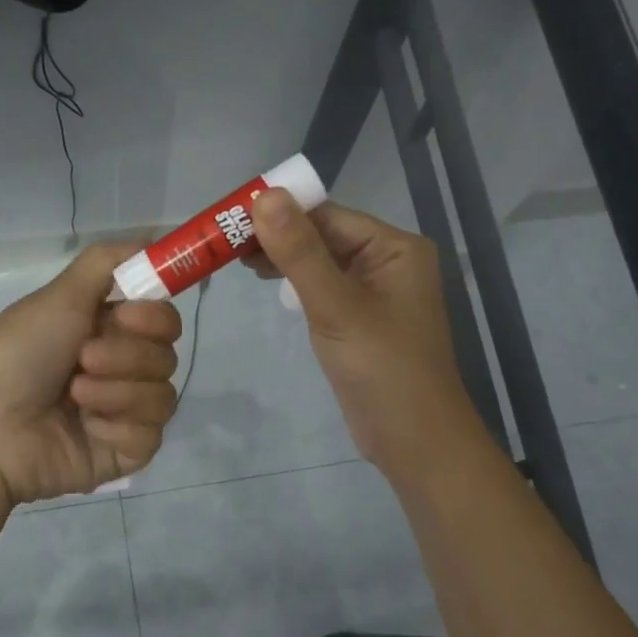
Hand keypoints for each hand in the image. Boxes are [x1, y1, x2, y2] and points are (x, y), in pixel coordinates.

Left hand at [0, 243, 182, 504]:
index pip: (162, 320)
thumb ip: (107, 263)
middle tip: (83, 358)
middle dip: (127, 355)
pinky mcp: (124, 453)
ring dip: (118, 390)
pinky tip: (86, 427)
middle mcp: (118, 370)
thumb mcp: (58, 297)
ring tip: (74, 396)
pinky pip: (150, 433)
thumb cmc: (15, 355)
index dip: (154, 316)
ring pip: (163, 395)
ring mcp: (123, 414)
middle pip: (166, 356)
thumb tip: (153, 238)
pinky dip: (118, 425)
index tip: (127, 315)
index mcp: (104, 332)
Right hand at [247, 191, 486, 477]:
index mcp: (395, 248)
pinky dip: (296, 283)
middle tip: (224, 242)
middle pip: (324, 235)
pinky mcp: (361, 319)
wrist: (413, 440)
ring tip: (236, 259)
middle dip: (278, 236)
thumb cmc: (381, 368)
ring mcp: (375, 292)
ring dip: (283, 259)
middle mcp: (388, 262)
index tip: (230, 218)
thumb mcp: (335, 306)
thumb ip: (300, 252)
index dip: (280, 212)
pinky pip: (324, 288)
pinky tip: (269, 284)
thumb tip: (265, 196)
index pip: (328, 215)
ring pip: (320, 262)